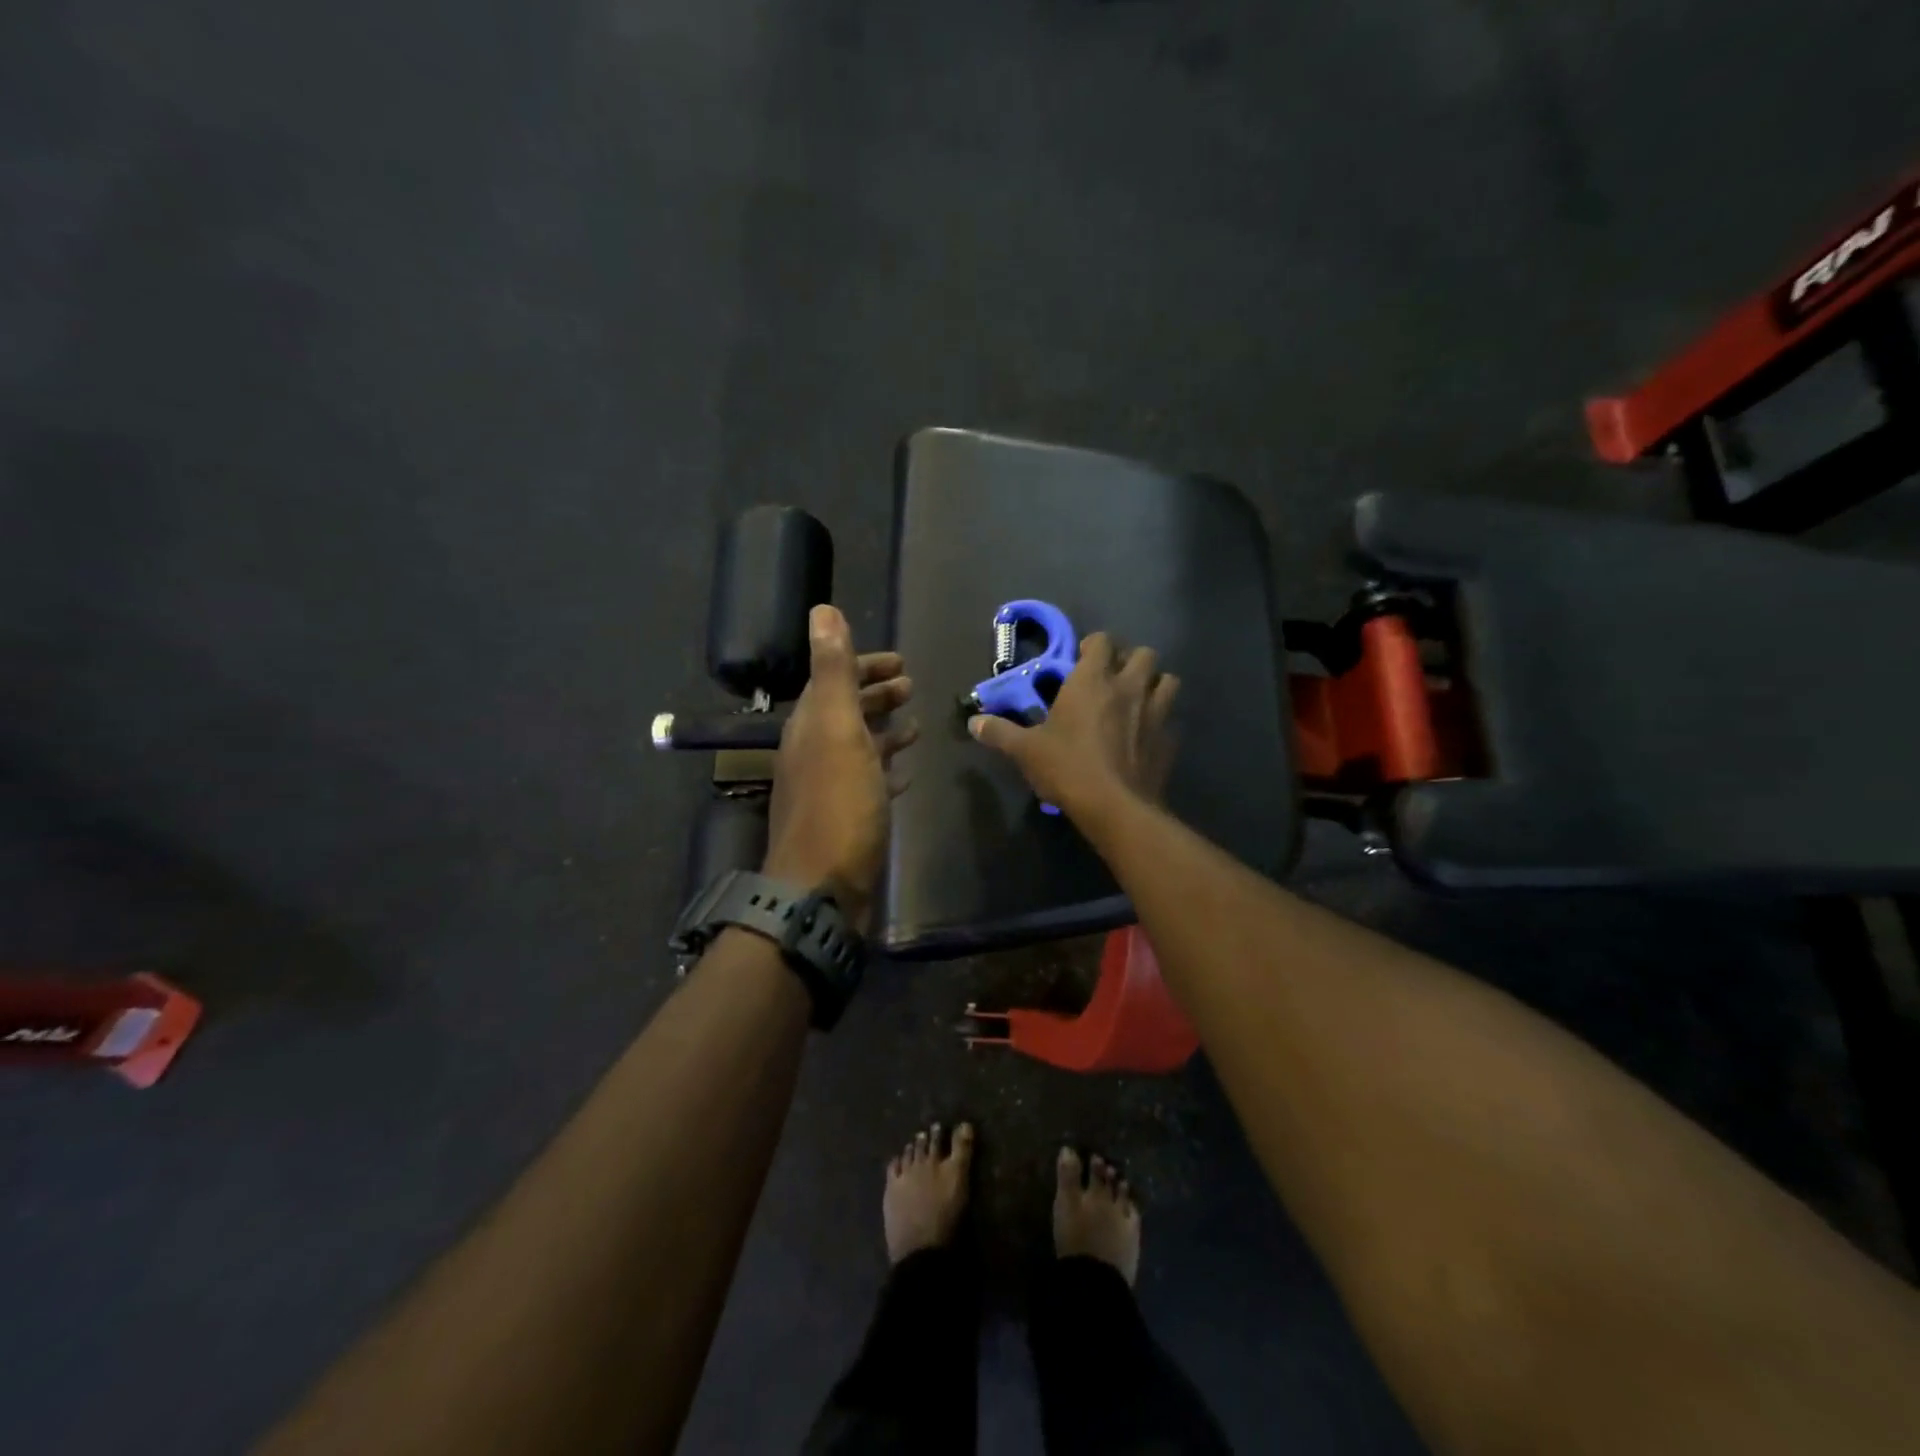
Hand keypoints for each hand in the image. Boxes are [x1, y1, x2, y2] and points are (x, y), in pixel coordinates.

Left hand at [762, 605, 916, 930]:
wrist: (822, 889)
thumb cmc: (837, 805)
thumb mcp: (837, 730)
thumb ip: (834, 671)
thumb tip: (822, 609)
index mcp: (810, 727)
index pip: (833, 681)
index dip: (863, 666)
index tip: (899, 661)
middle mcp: (814, 753)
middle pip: (846, 712)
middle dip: (876, 695)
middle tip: (911, 685)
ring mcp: (830, 788)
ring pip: (858, 746)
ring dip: (884, 730)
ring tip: (917, 723)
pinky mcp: (847, 819)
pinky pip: (868, 781)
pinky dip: (886, 768)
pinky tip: (906, 771)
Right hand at [968, 633, 1178, 822]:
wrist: (1115, 807)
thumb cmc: (1067, 768)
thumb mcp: (1025, 751)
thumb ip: (1000, 732)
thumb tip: (974, 723)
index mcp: (1092, 680)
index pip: (1101, 641)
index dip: (1092, 646)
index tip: (1080, 661)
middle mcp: (1128, 687)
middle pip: (1143, 653)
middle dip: (1130, 661)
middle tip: (1112, 680)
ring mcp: (1156, 712)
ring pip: (1168, 681)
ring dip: (1154, 685)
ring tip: (1138, 702)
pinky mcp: (1169, 740)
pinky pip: (1171, 720)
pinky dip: (1161, 724)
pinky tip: (1146, 738)